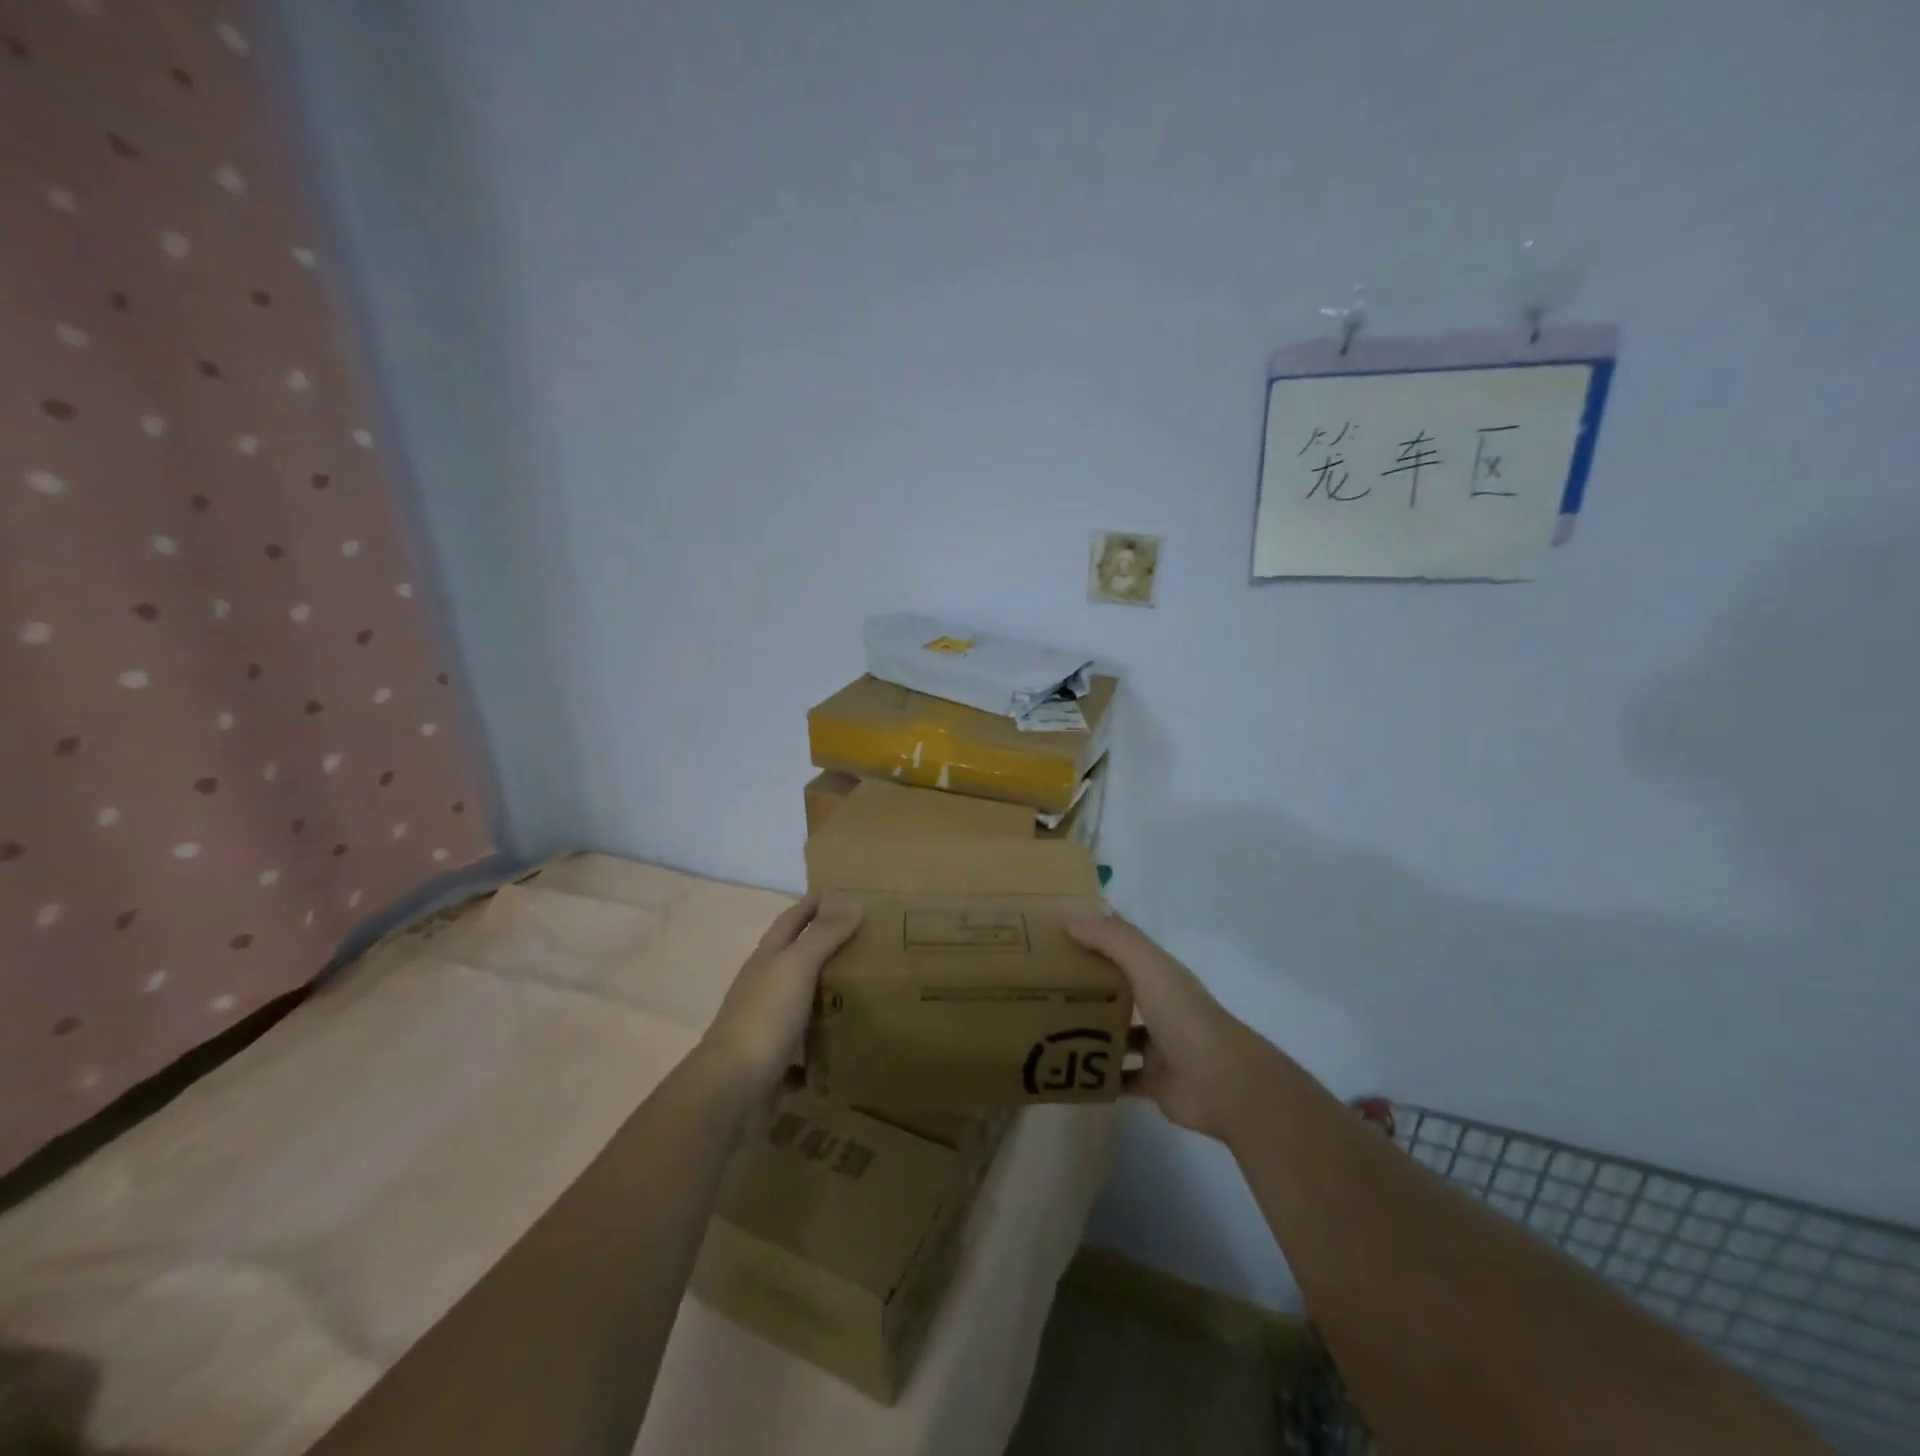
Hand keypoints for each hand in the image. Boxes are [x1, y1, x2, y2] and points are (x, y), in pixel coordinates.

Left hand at [702, 894, 862, 1092]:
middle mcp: (765, 986)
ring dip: (829, 995)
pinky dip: (823, 1044)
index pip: (793, 919)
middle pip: (798, 959)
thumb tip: (853, 900)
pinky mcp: (775, 1060)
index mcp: (768, 958)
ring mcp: (768, 1025)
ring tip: (870, 991)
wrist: (732, 1089)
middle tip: (871, 942)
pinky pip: (805, 1047)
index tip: (848, 894)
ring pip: (803, 1002)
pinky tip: (847, 1044)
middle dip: (828, 948)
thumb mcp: (797, 966)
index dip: (816, 903)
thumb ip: (824, 934)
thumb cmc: (765, 1016)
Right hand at [1065, 914, 1274, 1142]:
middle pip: (1114, 988)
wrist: (1224, 1085)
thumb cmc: (1184, 1017)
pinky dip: (1097, 1074)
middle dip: (1082, 984)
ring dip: (1086, 1029)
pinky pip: (1117, 1076)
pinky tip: (1066, 1071)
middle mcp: (1157, 1004)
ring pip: (1114, 1032)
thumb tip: (1069, 919)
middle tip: (1037, 982)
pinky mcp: (1152, 1081)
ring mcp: (1155, 1044)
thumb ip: (1113, 940)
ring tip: (1044, 1025)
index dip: (1092, 935)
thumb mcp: (1148, 967)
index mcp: (1158, 974)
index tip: (1053, 932)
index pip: (1122, 946)